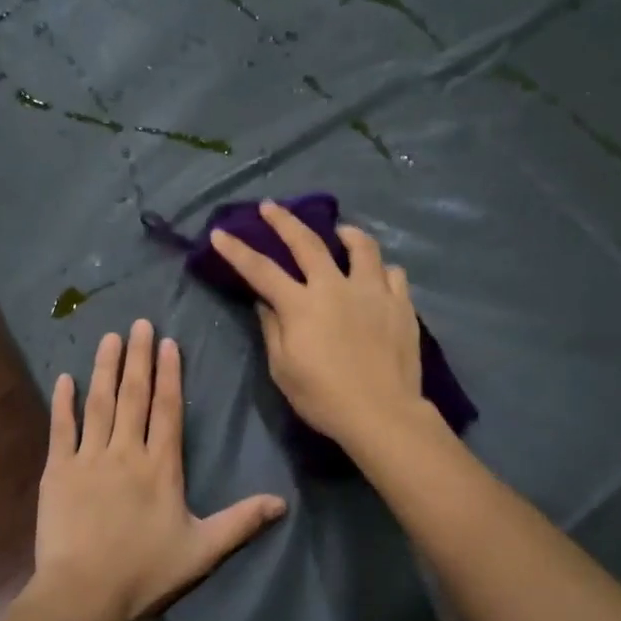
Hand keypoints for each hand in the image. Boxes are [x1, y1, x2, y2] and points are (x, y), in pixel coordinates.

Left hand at [32, 319, 286, 620]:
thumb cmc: (145, 572)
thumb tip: (283, 502)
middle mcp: (126, 452)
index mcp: (161, 467)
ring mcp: (89, 459)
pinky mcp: (58, 472)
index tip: (167, 343)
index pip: (167, 410)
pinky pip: (61, 429)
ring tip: (109, 338)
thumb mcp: (202, 549)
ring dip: (104, 369)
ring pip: (98, 404)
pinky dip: (62, 403)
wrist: (84, 593)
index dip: (168, 375)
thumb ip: (241, 521)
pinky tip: (64, 378)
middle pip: (133, 396)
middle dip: (137, 358)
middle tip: (138, 323)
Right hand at [208, 201, 425, 446]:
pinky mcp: (400, 304)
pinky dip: (380, 269)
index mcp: (301, 305)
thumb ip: (273, 330)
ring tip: (341, 232)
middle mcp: (335, 287)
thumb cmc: (324, 398)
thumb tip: (266, 303)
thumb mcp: (283, 369)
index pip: (261, 270)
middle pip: (307, 243)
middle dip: (284, 221)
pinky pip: (392, 273)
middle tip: (271, 206)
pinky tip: (376, 276)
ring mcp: (372, 292)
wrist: (382, 414)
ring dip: (347, 234)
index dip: (236, 250)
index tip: (220, 233)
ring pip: (361, 247)